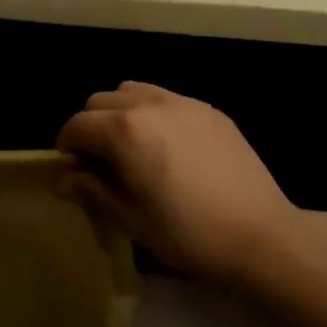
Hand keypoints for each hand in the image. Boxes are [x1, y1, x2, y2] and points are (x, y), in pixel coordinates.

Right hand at [57, 82, 297, 279]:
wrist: (261, 236)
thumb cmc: (188, 234)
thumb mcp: (131, 219)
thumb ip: (93, 190)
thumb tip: (64, 178)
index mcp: (123, 131)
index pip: (77, 125)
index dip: (67, 145)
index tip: (71, 167)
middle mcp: (148, 105)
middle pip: (100, 101)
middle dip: (91, 126)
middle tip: (100, 159)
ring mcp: (181, 103)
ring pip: (132, 91)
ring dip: (120, 112)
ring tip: (132, 145)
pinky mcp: (208, 109)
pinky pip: (166, 98)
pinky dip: (152, 112)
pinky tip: (167, 145)